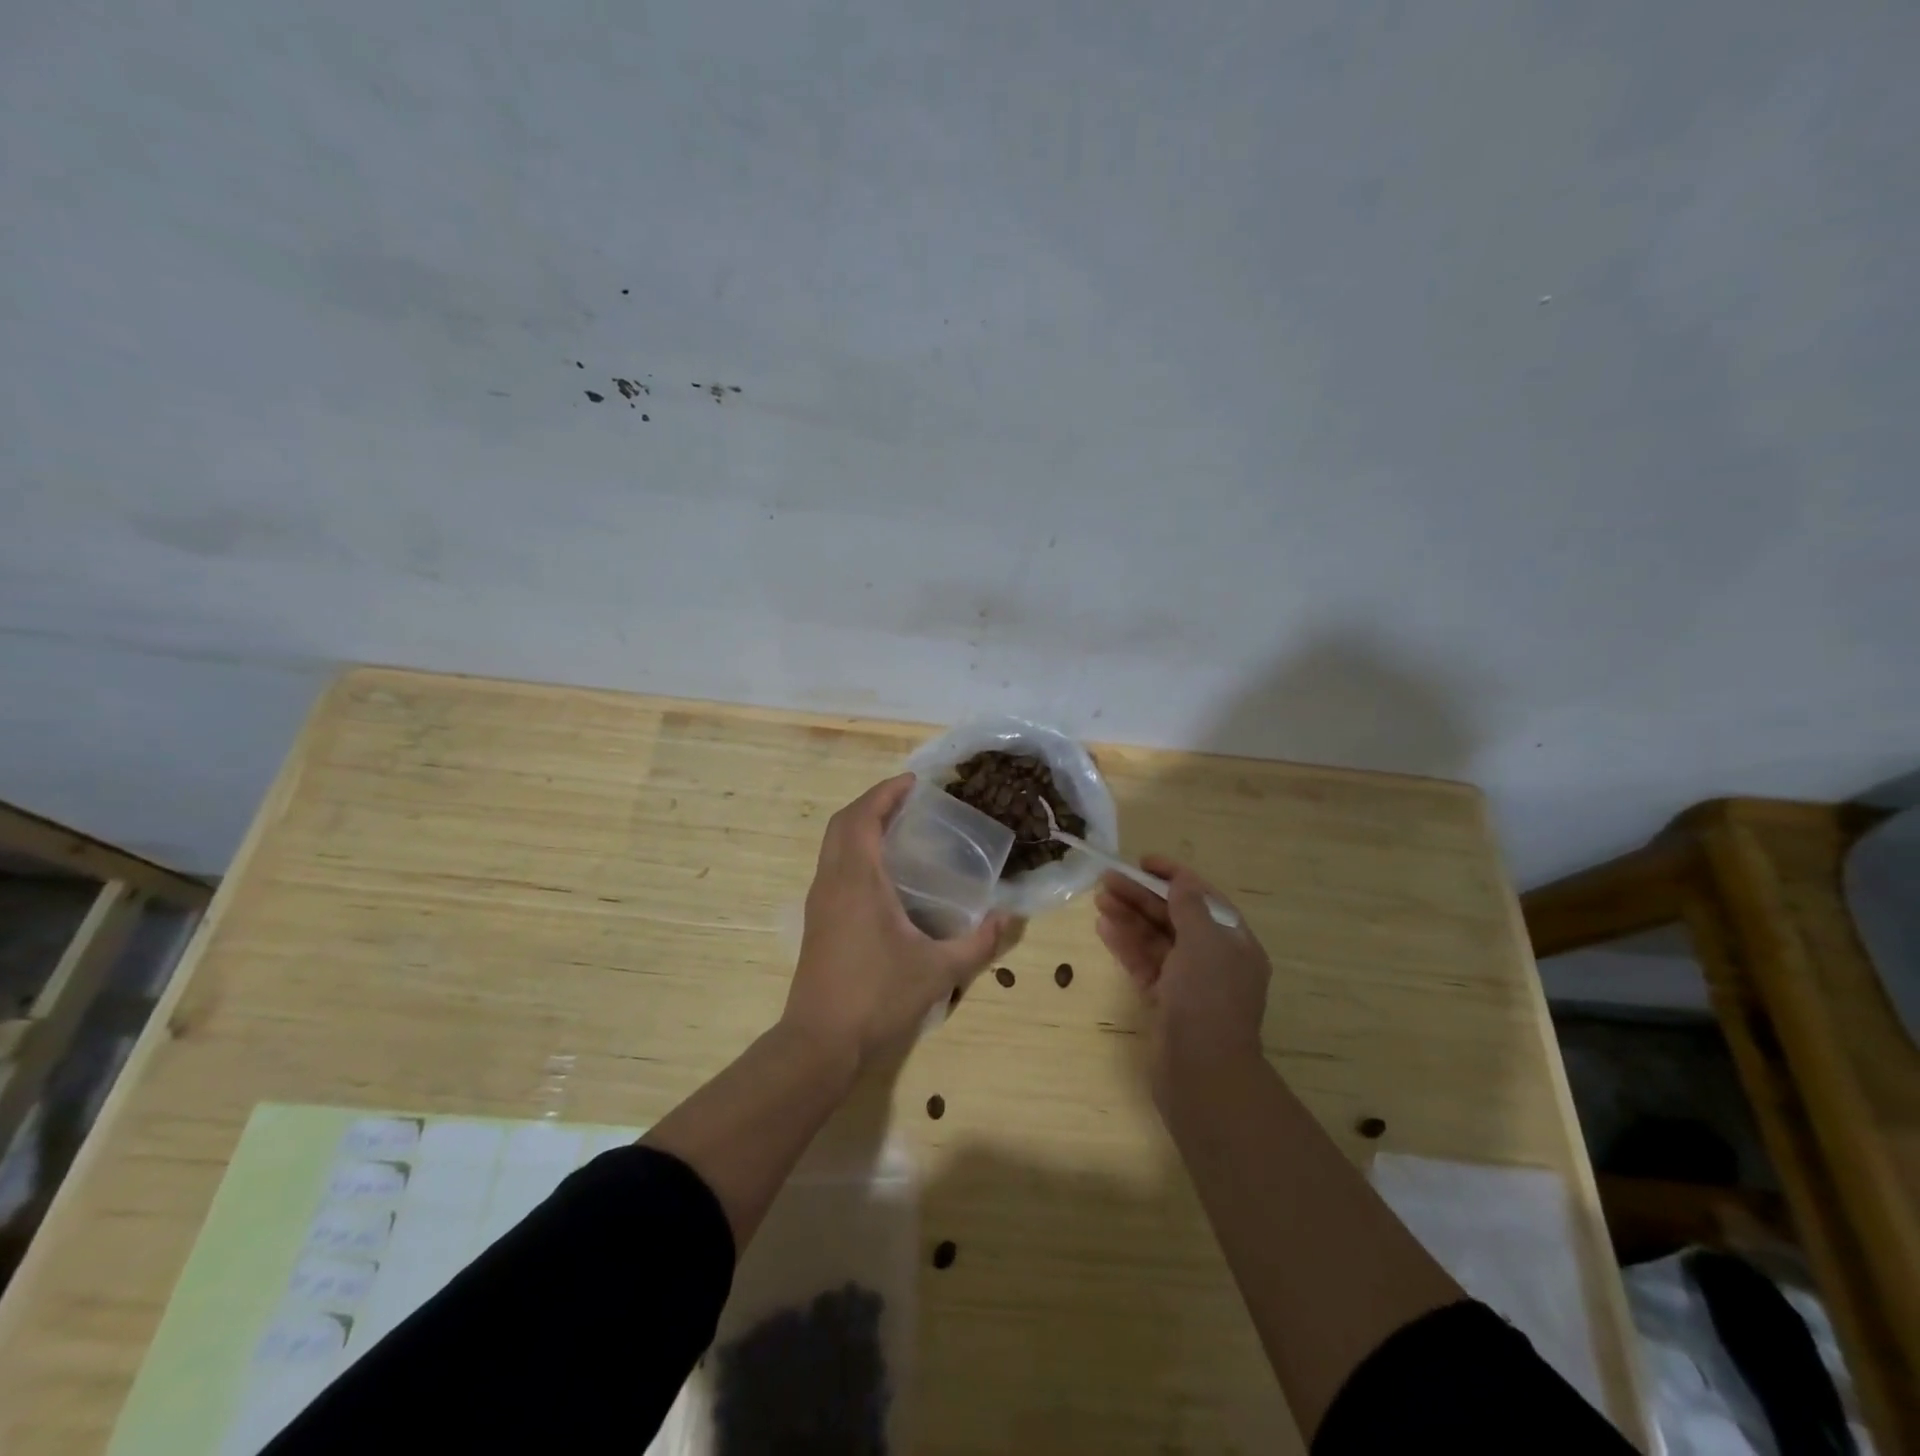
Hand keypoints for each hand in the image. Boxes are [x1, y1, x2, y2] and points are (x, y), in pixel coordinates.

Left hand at [786, 774, 1008, 1067]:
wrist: (820, 1043)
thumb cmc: (877, 997)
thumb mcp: (939, 971)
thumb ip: (980, 943)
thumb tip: (1012, 917)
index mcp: (857, 879)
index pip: (863, 817)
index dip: (886, 792)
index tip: (915, 782)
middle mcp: (832, 881)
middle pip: (843, 823)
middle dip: (873, 803)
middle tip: (909, 801)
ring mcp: (819, 902)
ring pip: (833, 845)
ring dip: (860, 826)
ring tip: (899, 829)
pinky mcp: (817, 921)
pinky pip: (832, 866)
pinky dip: (854, 851)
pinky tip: (883, 874)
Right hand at [1096, 858, 1269, 1096]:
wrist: (1202, 1073)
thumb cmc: (1208, 998)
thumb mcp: (1204, 942)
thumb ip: (1189, 906)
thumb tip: (1180, 882)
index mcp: (1234, 943)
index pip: (1203, 898)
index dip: (1174, 876)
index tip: (1143, 862)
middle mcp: (1214, 960)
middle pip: (1175, 918)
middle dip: (1142, 896)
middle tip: (1107, 880)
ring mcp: (1188, 983)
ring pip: (1156, 940)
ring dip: (1129, 917)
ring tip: (1100, 900)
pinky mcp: (1165, 1002)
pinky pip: (1145, 964)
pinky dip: (1126, 945)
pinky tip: (1104, 928)